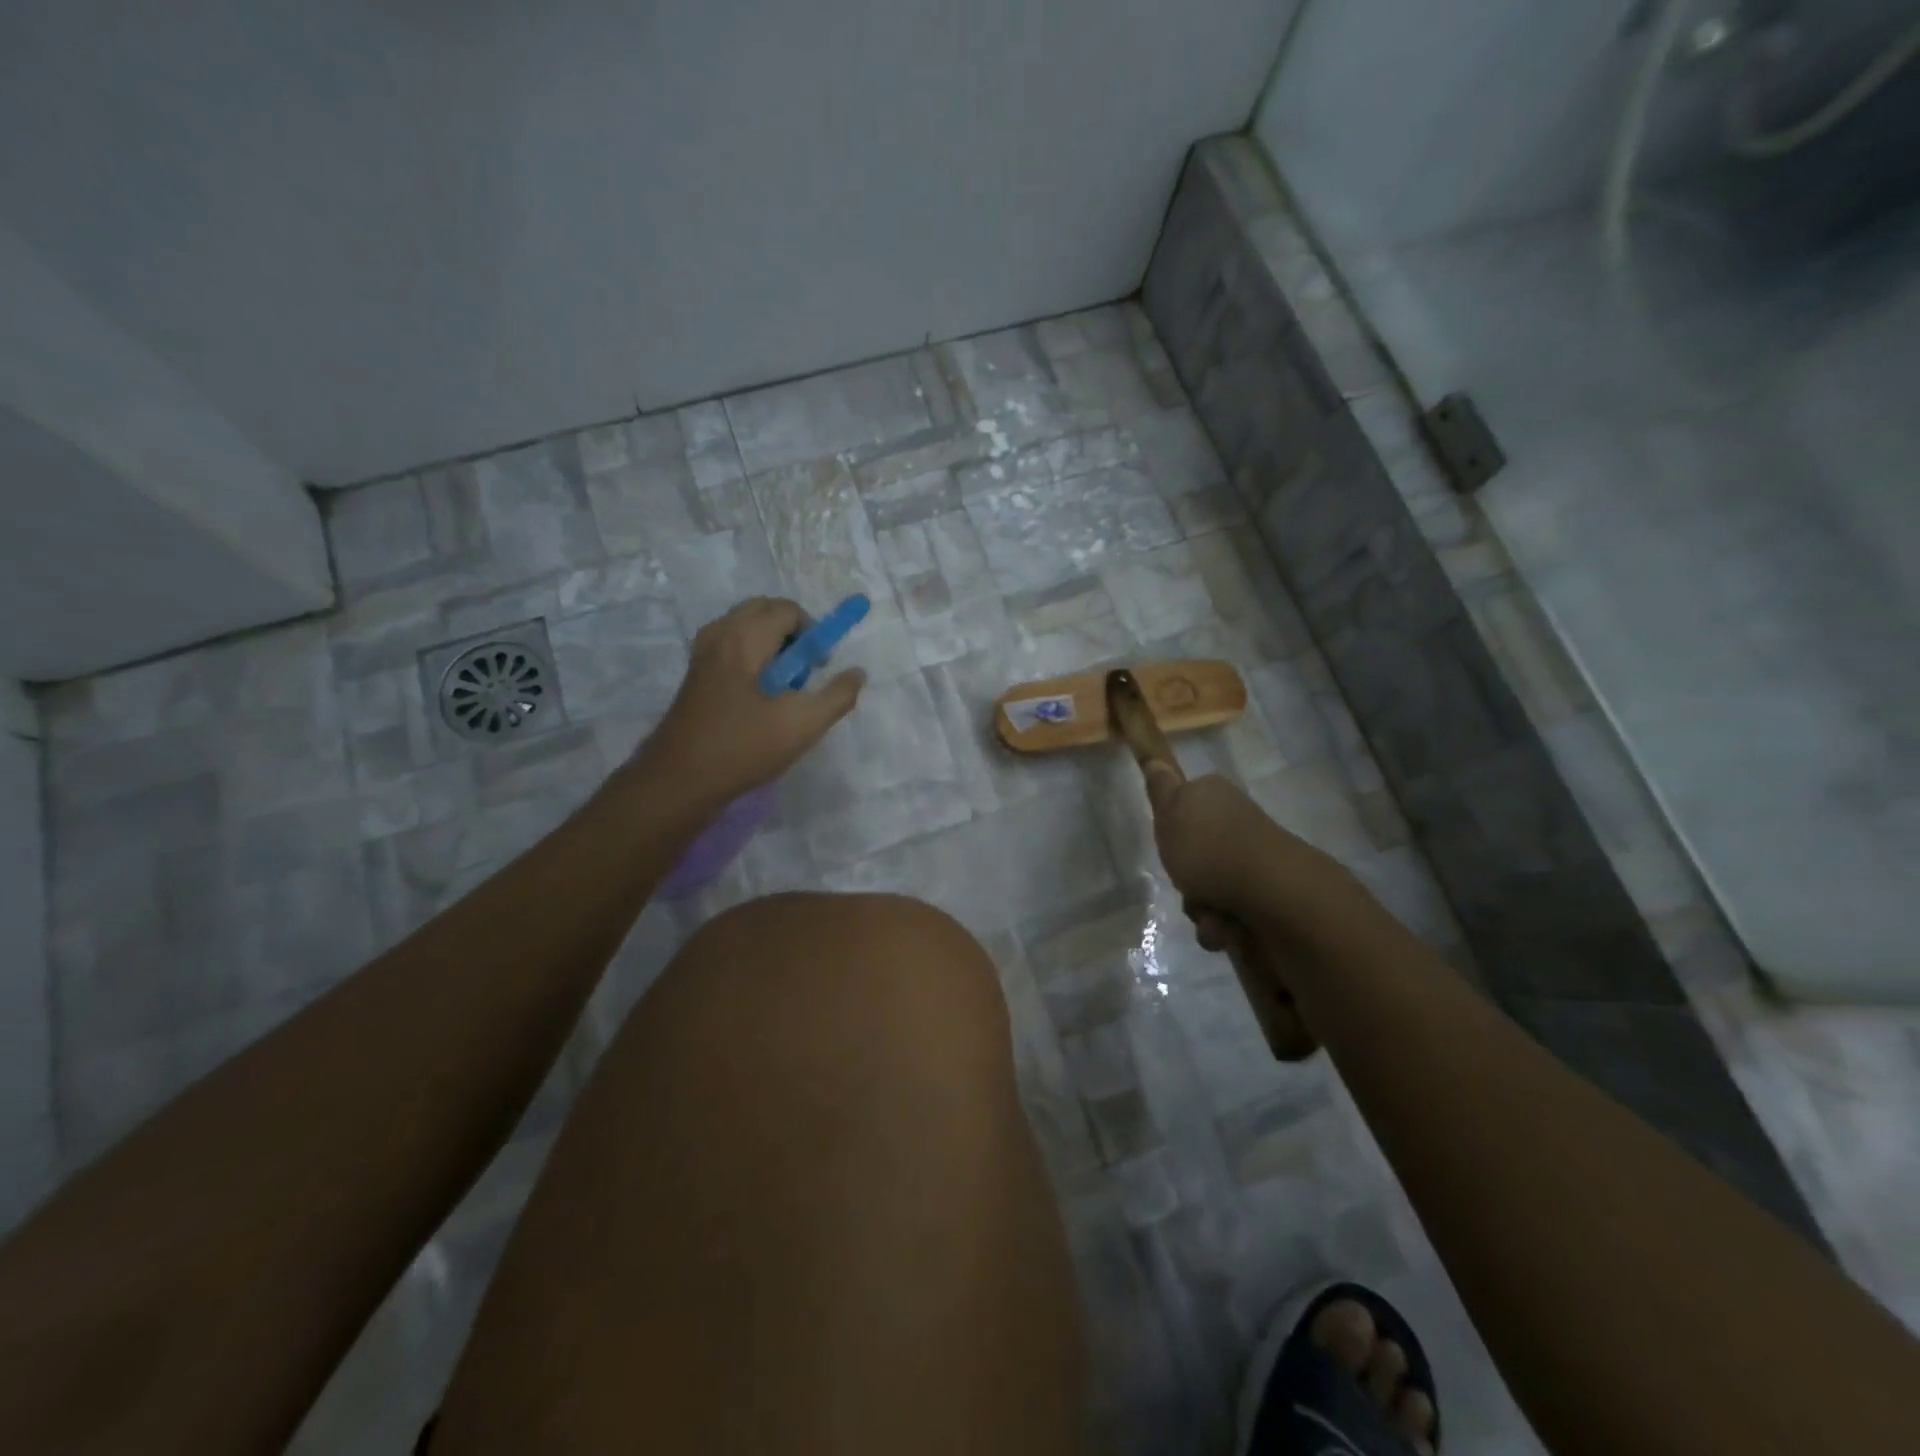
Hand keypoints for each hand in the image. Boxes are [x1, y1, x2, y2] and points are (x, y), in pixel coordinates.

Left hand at [635, 598, 865, 805]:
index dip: (813, 633)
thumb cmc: (744, 747)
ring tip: (780, 686)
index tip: (819, 667)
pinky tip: (757, 696)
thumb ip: (837, 696)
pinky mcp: (695, 673)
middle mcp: (720, 634)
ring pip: (744, 626)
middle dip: (791, 632)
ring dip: (770, 644)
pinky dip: (750, 655)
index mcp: (745, 638)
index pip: (787, 610)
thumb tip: (857, 673)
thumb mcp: (803, 725)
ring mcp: (702, 653)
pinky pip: (729, 644)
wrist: (681, 779)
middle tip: (802, 671)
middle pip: (763, 610)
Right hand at [1144, 770, 1351, 925]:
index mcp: (1214, 796)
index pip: (1182, 805)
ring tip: (1210, 911)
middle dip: (1185, 877)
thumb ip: (1160, 787)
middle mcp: (1235, 823)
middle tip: (1184, 881)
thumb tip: (1155, 757)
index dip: (1170, 828)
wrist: (1270, 892)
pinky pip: (1228, 913)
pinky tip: (1226, 926)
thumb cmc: (1209, 849)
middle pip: (1193, 853)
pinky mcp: (1265, 893)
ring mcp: (1252, 859)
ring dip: (1202, 906)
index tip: (1168, 843)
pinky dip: (1222, 924)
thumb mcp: (1170, 811)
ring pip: (1207, 886)